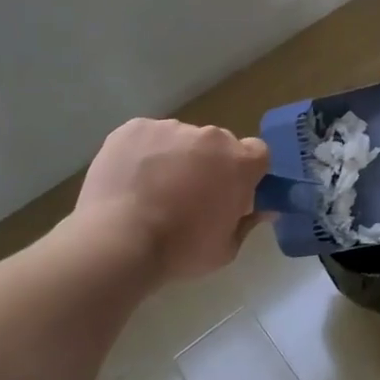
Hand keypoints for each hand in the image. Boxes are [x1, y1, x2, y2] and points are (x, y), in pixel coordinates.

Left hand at [72, 118, 270, 279]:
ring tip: (151, 190)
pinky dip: (143, 152)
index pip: (257, 153)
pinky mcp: (134, 128)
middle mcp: (211, 137)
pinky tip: (129, 180)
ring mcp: (171, 128)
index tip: (232, 191)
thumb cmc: (179, 251)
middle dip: (210, 164)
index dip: (247, 171)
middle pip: (218, 144)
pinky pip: (147, 137)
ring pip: (181, 139)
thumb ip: (247, 223)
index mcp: (240, 162)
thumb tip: (263, 210)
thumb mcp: (225, 249)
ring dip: (175, 157)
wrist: (117, 243)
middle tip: (189, 195)